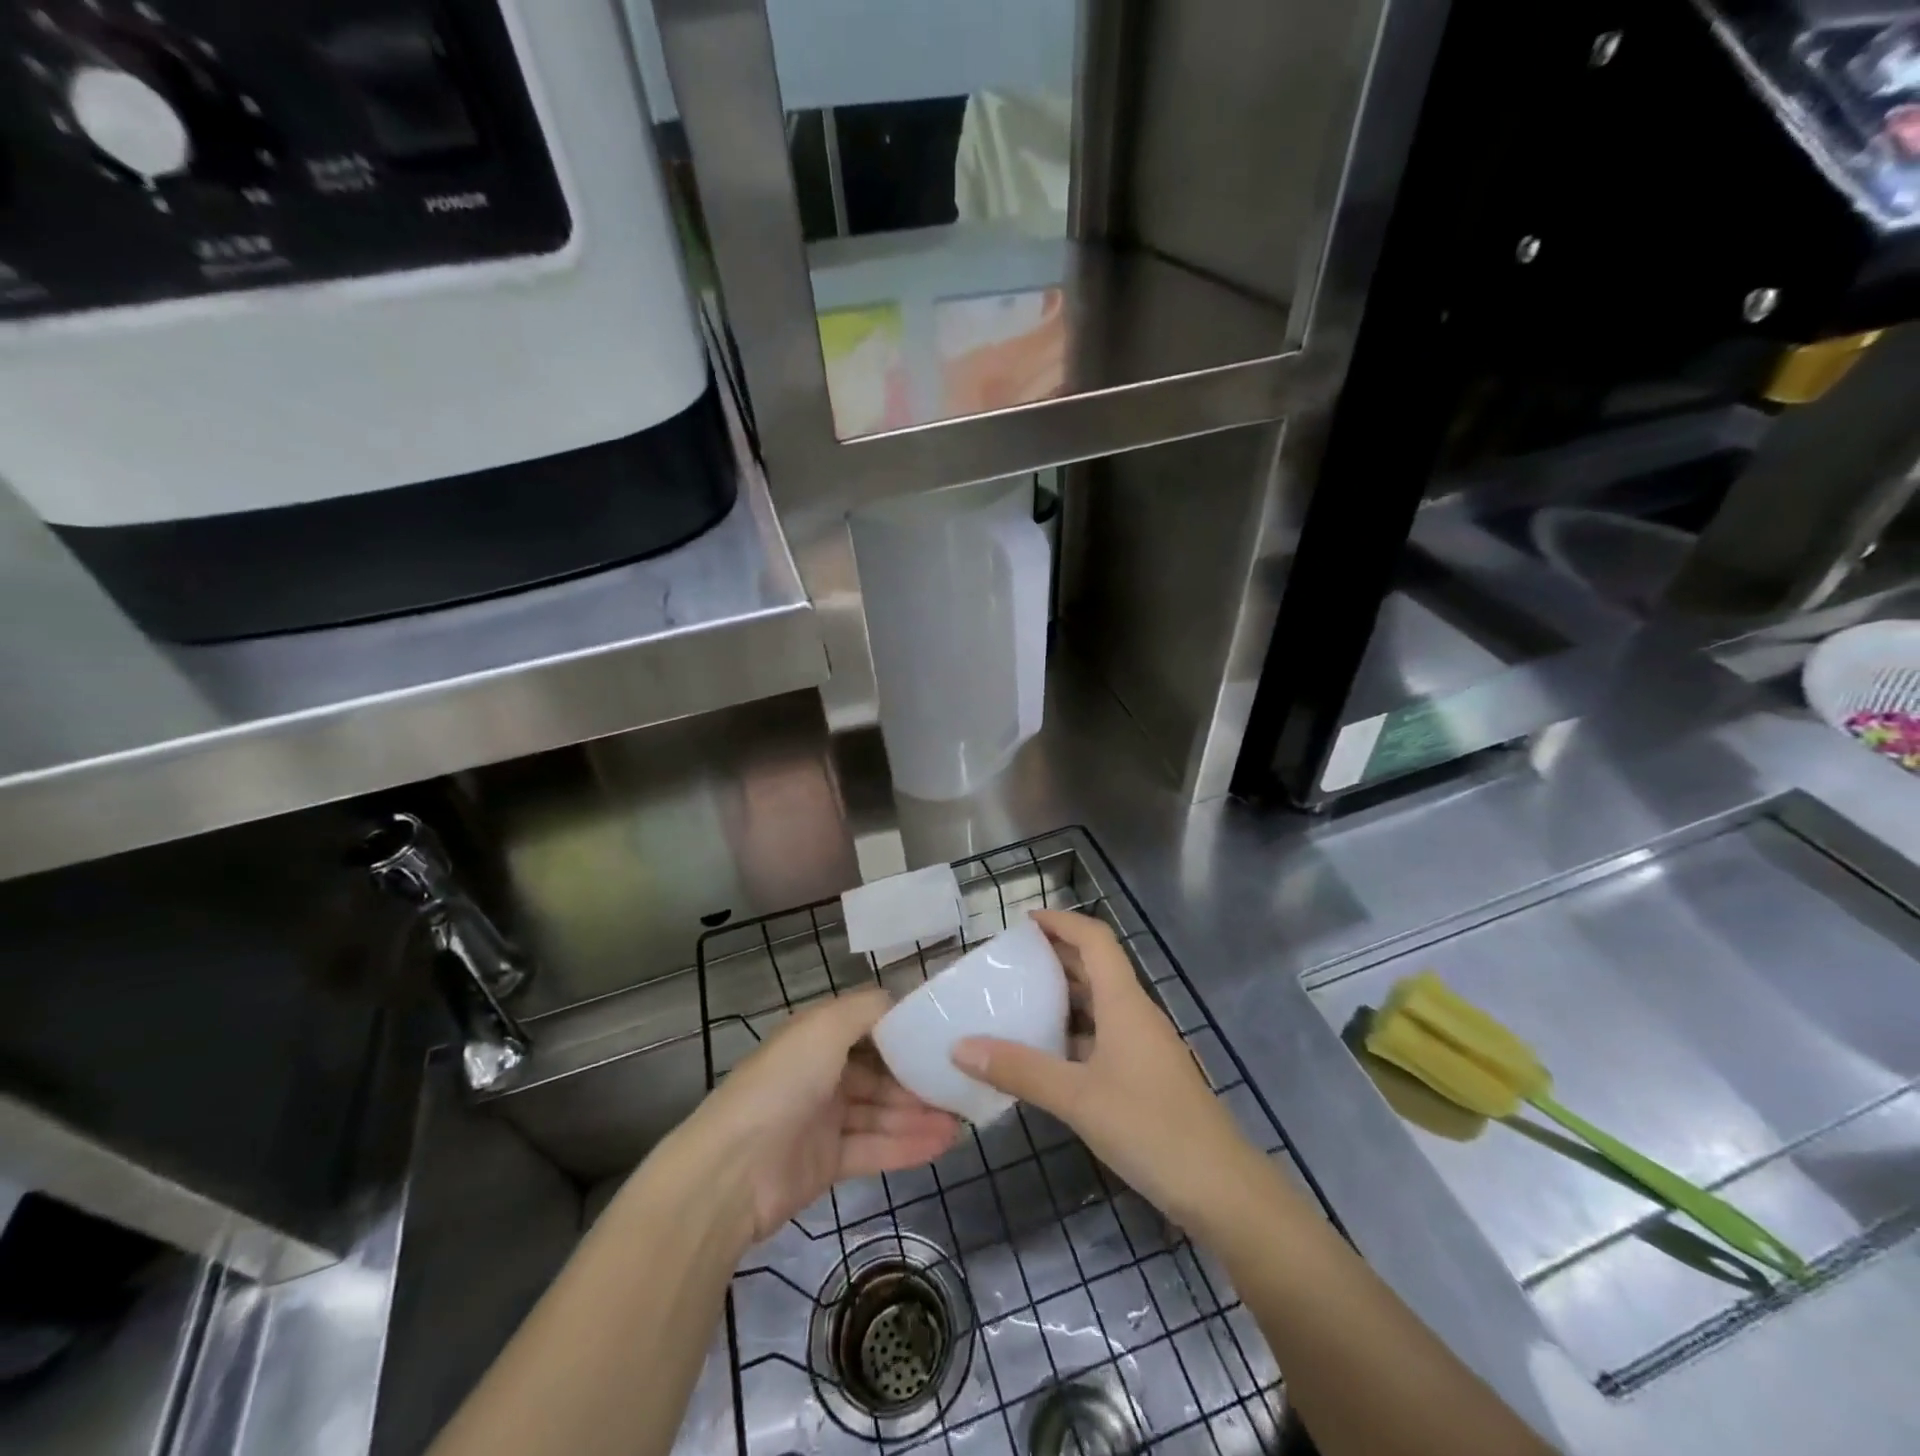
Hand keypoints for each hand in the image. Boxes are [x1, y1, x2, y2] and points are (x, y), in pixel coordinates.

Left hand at [670, 988, 959, 1245]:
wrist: (731, 1171)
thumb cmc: (783, 1084)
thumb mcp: (825, 1027)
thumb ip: (867, 1009)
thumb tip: (901, 1001)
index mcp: (817, 1036)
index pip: (871, 1027)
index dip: (906, 1030)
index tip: (946, 1035)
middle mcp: (822, 1072)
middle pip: (880, 1072)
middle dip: (918, 1078)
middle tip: (962, 1085)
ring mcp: (824, 1119)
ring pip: (881, 1112)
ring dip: (919, 1115)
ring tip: (962, 1120)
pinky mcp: (827, 1162)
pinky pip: (874, 1148)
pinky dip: (906, 1145)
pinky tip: (942, 1144)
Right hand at [953, 910, 1261, 1230]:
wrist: (1221, 1190)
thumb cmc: (1151, 1128)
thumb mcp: (1078, 1098)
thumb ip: (1020, 1070)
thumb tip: (960, 1047)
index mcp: (1125, 1003)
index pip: (1095, 940)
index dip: (1062, 922)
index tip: (1024, 922)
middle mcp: (1136, 1014)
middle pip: (1096, 967)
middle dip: (1056, 956)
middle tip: (1010, 963)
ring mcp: (1144, 1046)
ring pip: (1100, 1004)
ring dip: (1064, 996)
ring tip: (1020, 1002)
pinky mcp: (1146, 1076)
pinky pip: (1104, 1036)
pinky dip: (1074, 1033)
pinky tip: (1047, 1055)